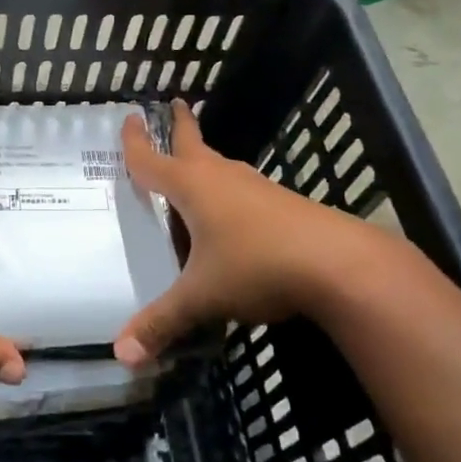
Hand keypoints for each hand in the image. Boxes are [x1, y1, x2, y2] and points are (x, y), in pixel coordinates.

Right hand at [115, 101, 363, 364]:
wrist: (340, 265)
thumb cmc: (257, 266)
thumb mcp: (202, 297)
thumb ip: (161, 323)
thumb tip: (120, 356)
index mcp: (193, 187)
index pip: (152, 160)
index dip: (134, 142)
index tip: (127, 116)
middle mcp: (223, 178)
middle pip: (194, 145)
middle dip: (180, 126)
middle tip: (175, 105)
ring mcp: (257, 189)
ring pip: (222, 168)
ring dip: (205, 162)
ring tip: (194, 169)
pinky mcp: (283, 205)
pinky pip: (244, 191)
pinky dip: (229, 192)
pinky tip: (232, 216)